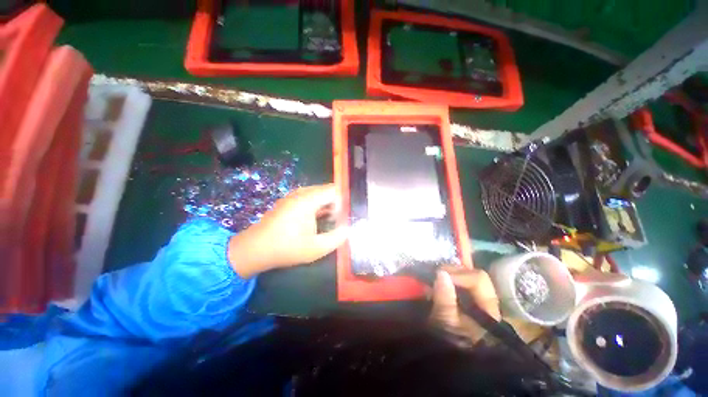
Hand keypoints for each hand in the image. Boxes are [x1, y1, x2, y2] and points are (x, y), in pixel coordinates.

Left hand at [228, 183, 347, 278]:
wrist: (254, 249)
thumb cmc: (286, 248)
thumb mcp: (316, 248)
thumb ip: (337, 238)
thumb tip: (348, 228)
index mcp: (308, 200)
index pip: (333, 190)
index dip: (342, 202)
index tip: (342, 217)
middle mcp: (300, 193)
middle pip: (326, 190)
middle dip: (335, 203)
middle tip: (337, 220)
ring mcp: (293, 196)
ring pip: (317, 194)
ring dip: (326, 205)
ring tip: (328, 221)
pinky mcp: (288, 201)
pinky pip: (308, 197)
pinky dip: (316, 205)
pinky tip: (316, 220)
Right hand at [429, 267, 500, 342]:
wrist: (453, 365)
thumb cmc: (452, 346)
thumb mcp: (446, 324)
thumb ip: (444, 298)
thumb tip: (441, 273)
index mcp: (488, 309)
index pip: (478, 279)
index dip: (458, 274)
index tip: (438, 275)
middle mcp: (487, 302)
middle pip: (475, 275)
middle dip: (453, 271)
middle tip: (435, 274)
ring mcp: (478, 302)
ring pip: (467, 278)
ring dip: (450, 275)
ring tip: (434, 279)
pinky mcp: (468, 304)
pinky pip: (460, 285)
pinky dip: (448, 281)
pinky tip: (437, 284)